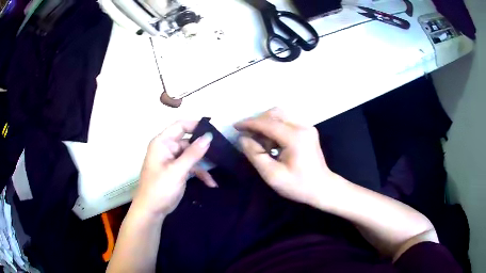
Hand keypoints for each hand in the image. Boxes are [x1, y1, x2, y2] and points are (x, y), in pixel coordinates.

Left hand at [133, 120, 215, 216]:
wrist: (152, 211)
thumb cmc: (160, 188)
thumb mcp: (178, 170)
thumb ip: (193, 153)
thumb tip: (209, 136)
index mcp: (162, 143)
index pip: (180, 126)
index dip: (196, 125)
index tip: (213, 129)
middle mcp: (167, 148)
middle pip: (188, 141)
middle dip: (203, 147)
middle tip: (221, 150)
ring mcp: (173, 160)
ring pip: (192, 155)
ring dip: (204, 164)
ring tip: (220, 167)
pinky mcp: (177, 171)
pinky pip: (191, 167)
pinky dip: (200, 174)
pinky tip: (211, 183)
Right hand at [235, 108, 338, 205]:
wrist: (322, 188)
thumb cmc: (298, 186)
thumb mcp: (273, 176)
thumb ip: (256, 155)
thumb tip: (243, 139)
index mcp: (295, 138)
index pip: (267, 123)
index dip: (249, 124)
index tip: (235, 127)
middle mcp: (303, 127)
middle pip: (275, 113)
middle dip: (258, 122)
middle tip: (248, 136)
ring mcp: (307, 127)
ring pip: (281, 116)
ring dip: (267, 125)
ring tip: (261, 143)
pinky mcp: (308, 130)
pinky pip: (287, 122)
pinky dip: (275, 128)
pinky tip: (272, 143)